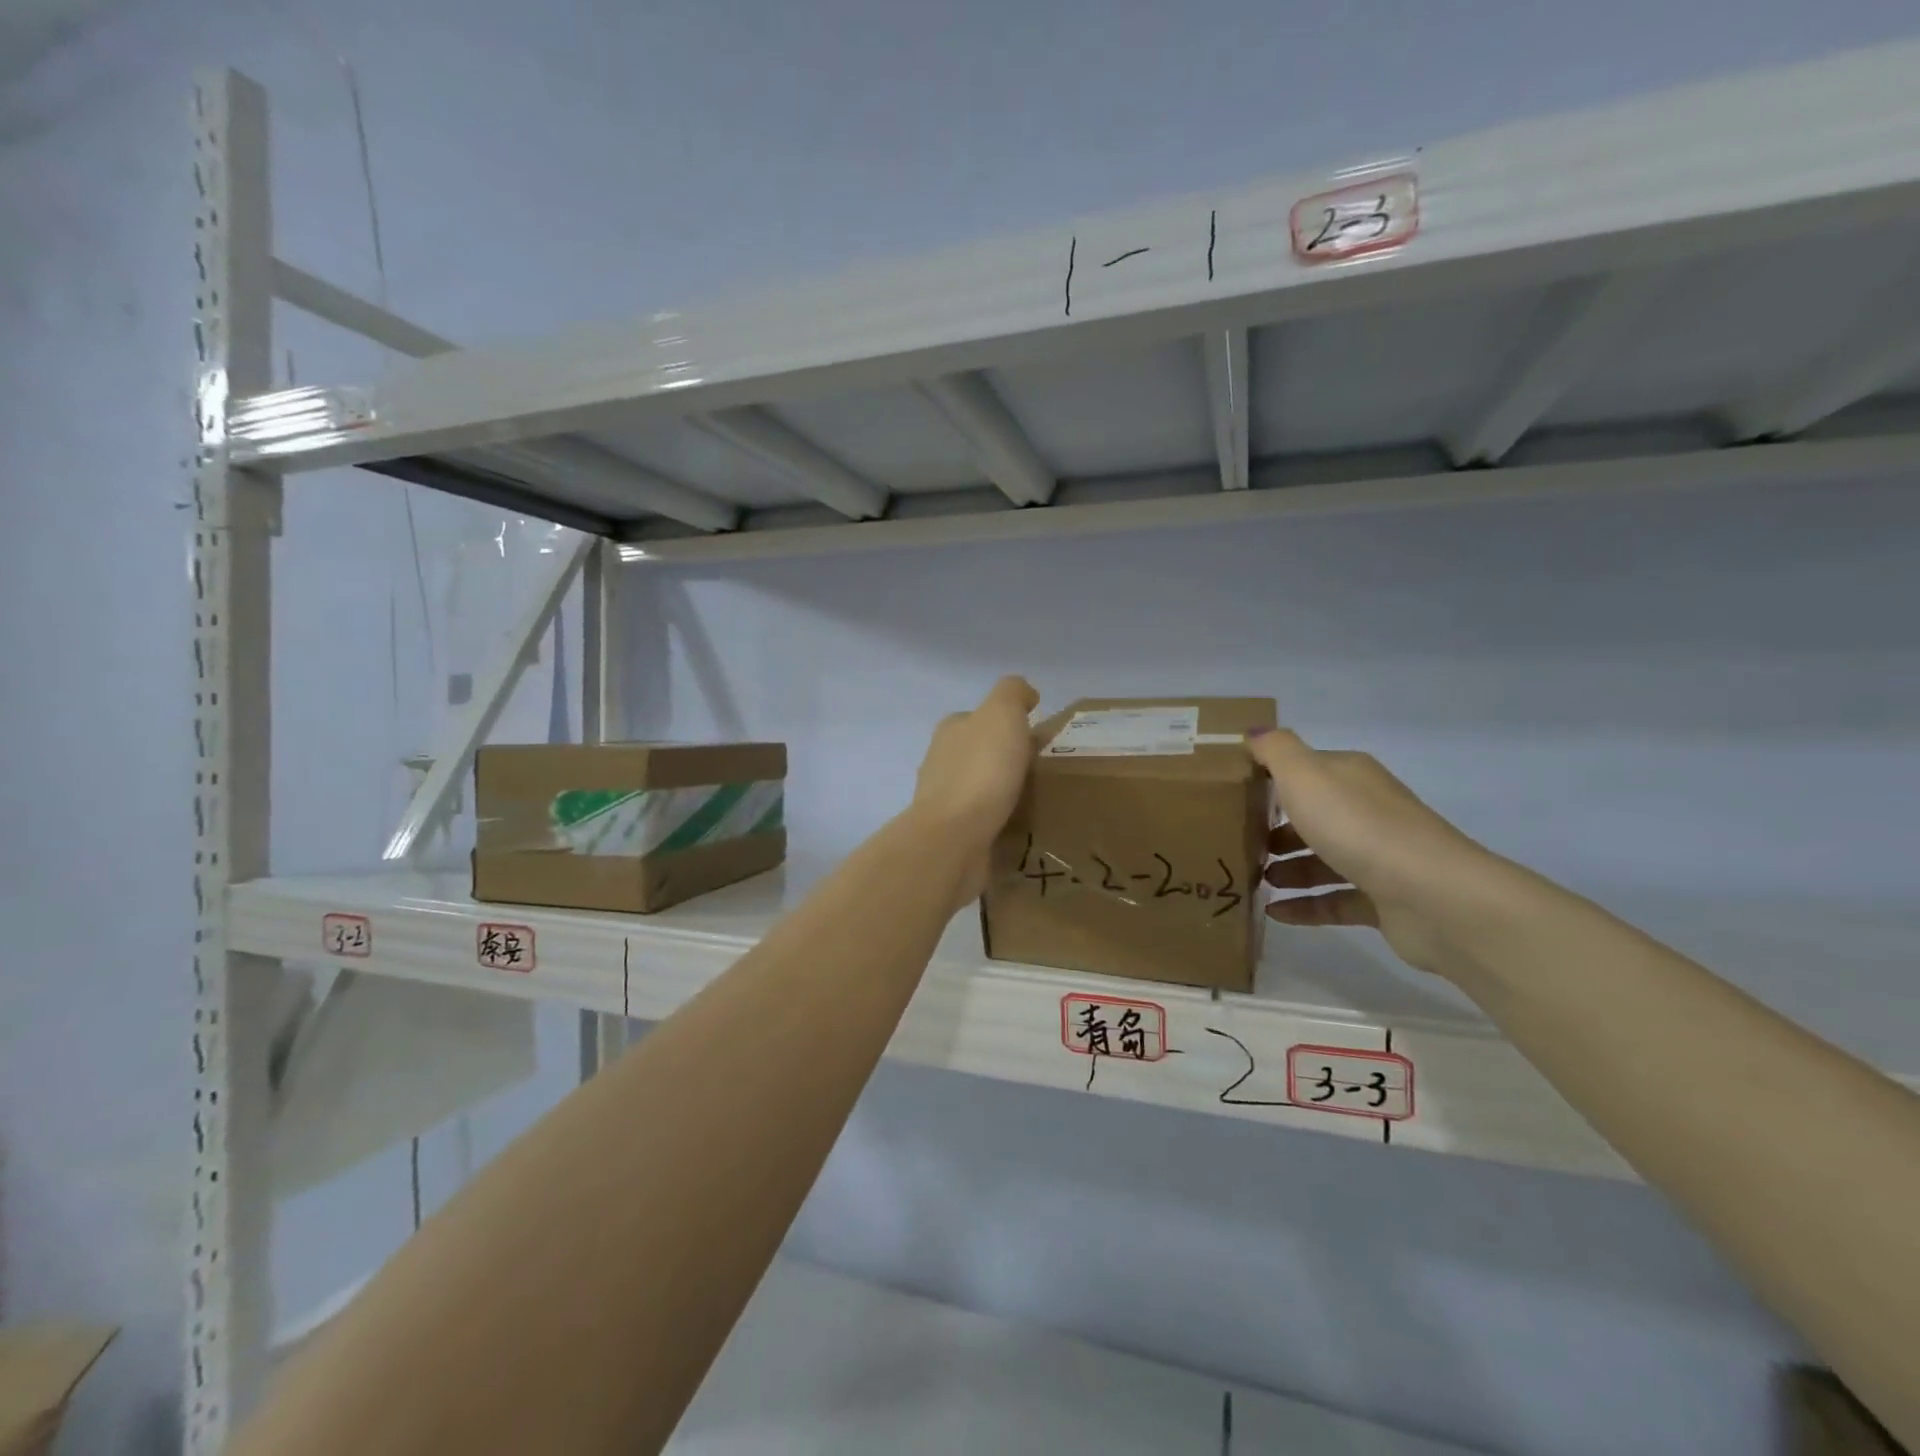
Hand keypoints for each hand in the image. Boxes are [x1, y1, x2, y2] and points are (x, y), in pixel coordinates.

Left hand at [910, 677, 1038, 900]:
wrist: (954, 837)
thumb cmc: (981, 770)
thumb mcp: (1002, 714)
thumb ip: (1013, 694)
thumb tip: (1025, 693)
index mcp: (951, 730)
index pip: (980, 718)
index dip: (1009, 724)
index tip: (1038, 739)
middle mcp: (941, 761)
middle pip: (979, 753)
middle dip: (1006, 759)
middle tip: (1042, 771)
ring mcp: (943, 800)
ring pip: (980, 787)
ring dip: (1002, 791)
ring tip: (1037, 800)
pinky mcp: (952, 834)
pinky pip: (982, 820)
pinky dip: (998, 820)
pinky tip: (1019, 827)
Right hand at [1243, 725, 1507, 974]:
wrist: (1432, 895)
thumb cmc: (1357, 826)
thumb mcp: (1305, 775)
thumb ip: (1275, 750)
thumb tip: (1253, 731)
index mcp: (1350, 777)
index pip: (1306, 771)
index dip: (1271, 779)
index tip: (1234, 795)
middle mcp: (1367, 811)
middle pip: (1314, 816)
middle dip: (1276, 828)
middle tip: (1239, 842)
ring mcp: (1379, 857)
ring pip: (1323, 859)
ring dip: (1287, 869)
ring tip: (1253, 879)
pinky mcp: (1384, 901)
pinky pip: (1335, 900)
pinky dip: (1304, 906)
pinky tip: (1273, 912)